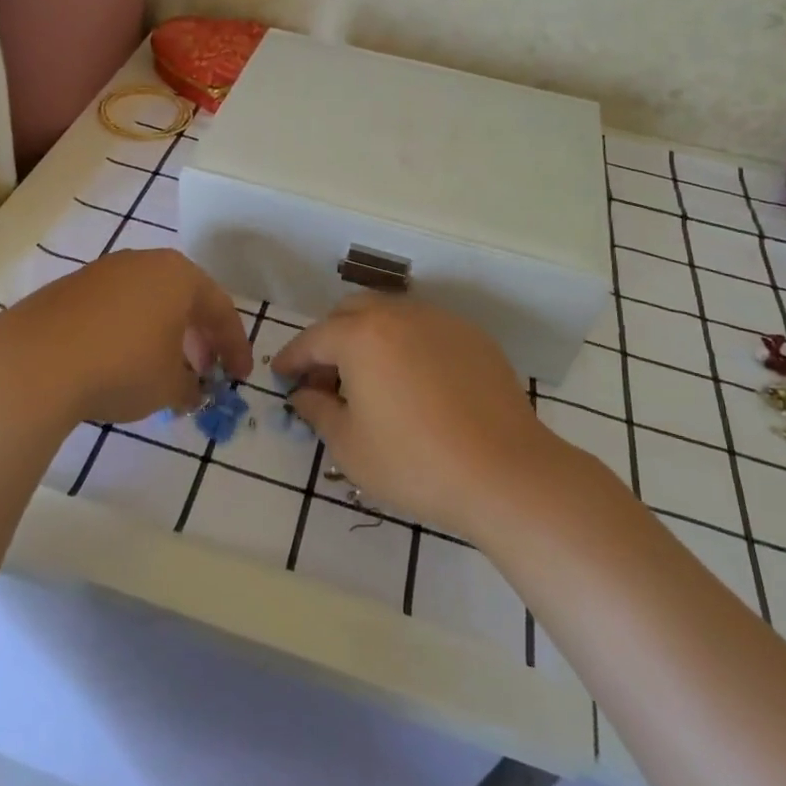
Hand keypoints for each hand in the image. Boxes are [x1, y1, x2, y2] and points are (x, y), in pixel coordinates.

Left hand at [0, 249, 252, 428]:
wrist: (33, 362)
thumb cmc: (121, 366)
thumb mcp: (168, 386)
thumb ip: (190, 387)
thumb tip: (191, 391)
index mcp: (178, 275)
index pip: (220, 308)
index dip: (235, 346)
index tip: (240, 377)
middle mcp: (143, 262)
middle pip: (184, 299)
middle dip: (199, 339)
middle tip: (204, 373)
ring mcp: (103, 272)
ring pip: (148, 302)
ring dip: (164, 335)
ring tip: (163, 371)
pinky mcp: (70, 288)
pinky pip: (115, 309)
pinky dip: (129, 333)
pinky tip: (121, 363)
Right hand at [272, 296, 560, 536]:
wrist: (505, 472)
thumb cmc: (414, 463)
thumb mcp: (350, 446)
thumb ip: (317, 410)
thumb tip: (304, 394)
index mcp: (361, 336)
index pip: (313, 339)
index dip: (291, 358)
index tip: (280, 376)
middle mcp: (398, 315)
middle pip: (351, 312)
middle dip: (330, 339)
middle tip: (325, 379)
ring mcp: (440, 321)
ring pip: (390, 315)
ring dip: (369, 338)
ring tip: (370, 380)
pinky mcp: (472, 337)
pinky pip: (425, 329)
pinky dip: (406, 345)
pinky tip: (414, 383)